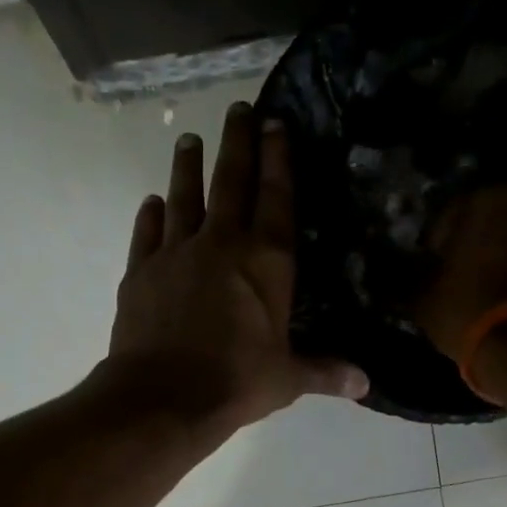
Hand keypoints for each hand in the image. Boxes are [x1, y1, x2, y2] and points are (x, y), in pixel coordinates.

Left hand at [107, 104, 368, 435]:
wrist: (163, 397)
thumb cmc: (236, 382)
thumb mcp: (287, 378)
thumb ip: (324, 371)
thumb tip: (366, 384)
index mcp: (266, 261)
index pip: (276, 197)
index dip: (278, 159)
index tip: (275, 124)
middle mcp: (221, 244)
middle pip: (231, 181)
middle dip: (237, 142)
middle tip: (237, 109)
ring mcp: (176, 253)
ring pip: (183, 197)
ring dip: (187, 167)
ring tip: (188, 140)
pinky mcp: (141, 272)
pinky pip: (147, 234)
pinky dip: (150, 216)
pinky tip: (152, 202)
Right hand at [415, 186, 506, 361]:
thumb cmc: (464, 307)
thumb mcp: (422, 295)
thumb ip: (418, 274)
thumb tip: (412, 272)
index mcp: (486, 201)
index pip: (451, 211)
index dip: (437, 237)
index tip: (429, 259)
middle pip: (488, 221)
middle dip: (472, 241)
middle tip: (453, 268)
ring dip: (497, 255)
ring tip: (477, 285)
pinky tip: (499, 295)